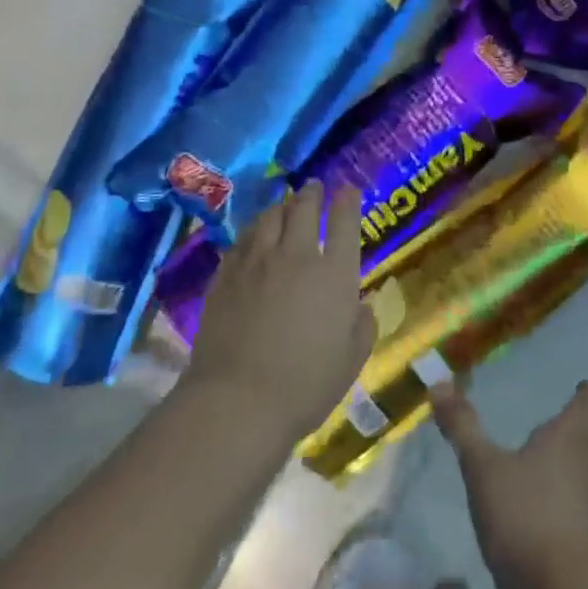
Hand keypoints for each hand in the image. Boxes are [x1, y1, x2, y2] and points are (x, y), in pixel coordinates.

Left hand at [183, 180, 375, 445]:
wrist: (238, 402)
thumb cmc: (306, 385)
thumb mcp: (352, 359)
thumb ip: (361, 325)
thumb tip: (359, 305)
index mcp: (334, 273)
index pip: (345, 221)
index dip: (348, 201)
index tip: (349, 190)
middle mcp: (297, 256)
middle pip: (304, 209)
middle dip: (312, 193)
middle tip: (314, 187)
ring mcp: (257, 262)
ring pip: (269, 217)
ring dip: (281, 207)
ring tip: (284, 205)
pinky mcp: (226, 276)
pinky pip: (242, 240)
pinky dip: (253, 231)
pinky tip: (253, 236)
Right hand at [430, 380, 587, 588]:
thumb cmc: (524, 516)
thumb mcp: (483, 468)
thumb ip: (463, 426)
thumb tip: (439, 382)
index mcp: (569, 436)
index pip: (586, 403)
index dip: (583, 393)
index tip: (581, 386)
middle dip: (577, 427)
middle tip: (559, 422)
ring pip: (587, 470)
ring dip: (572, 463)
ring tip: (547, 461)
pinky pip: (581, 503)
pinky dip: (567, 497)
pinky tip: (544, 508)